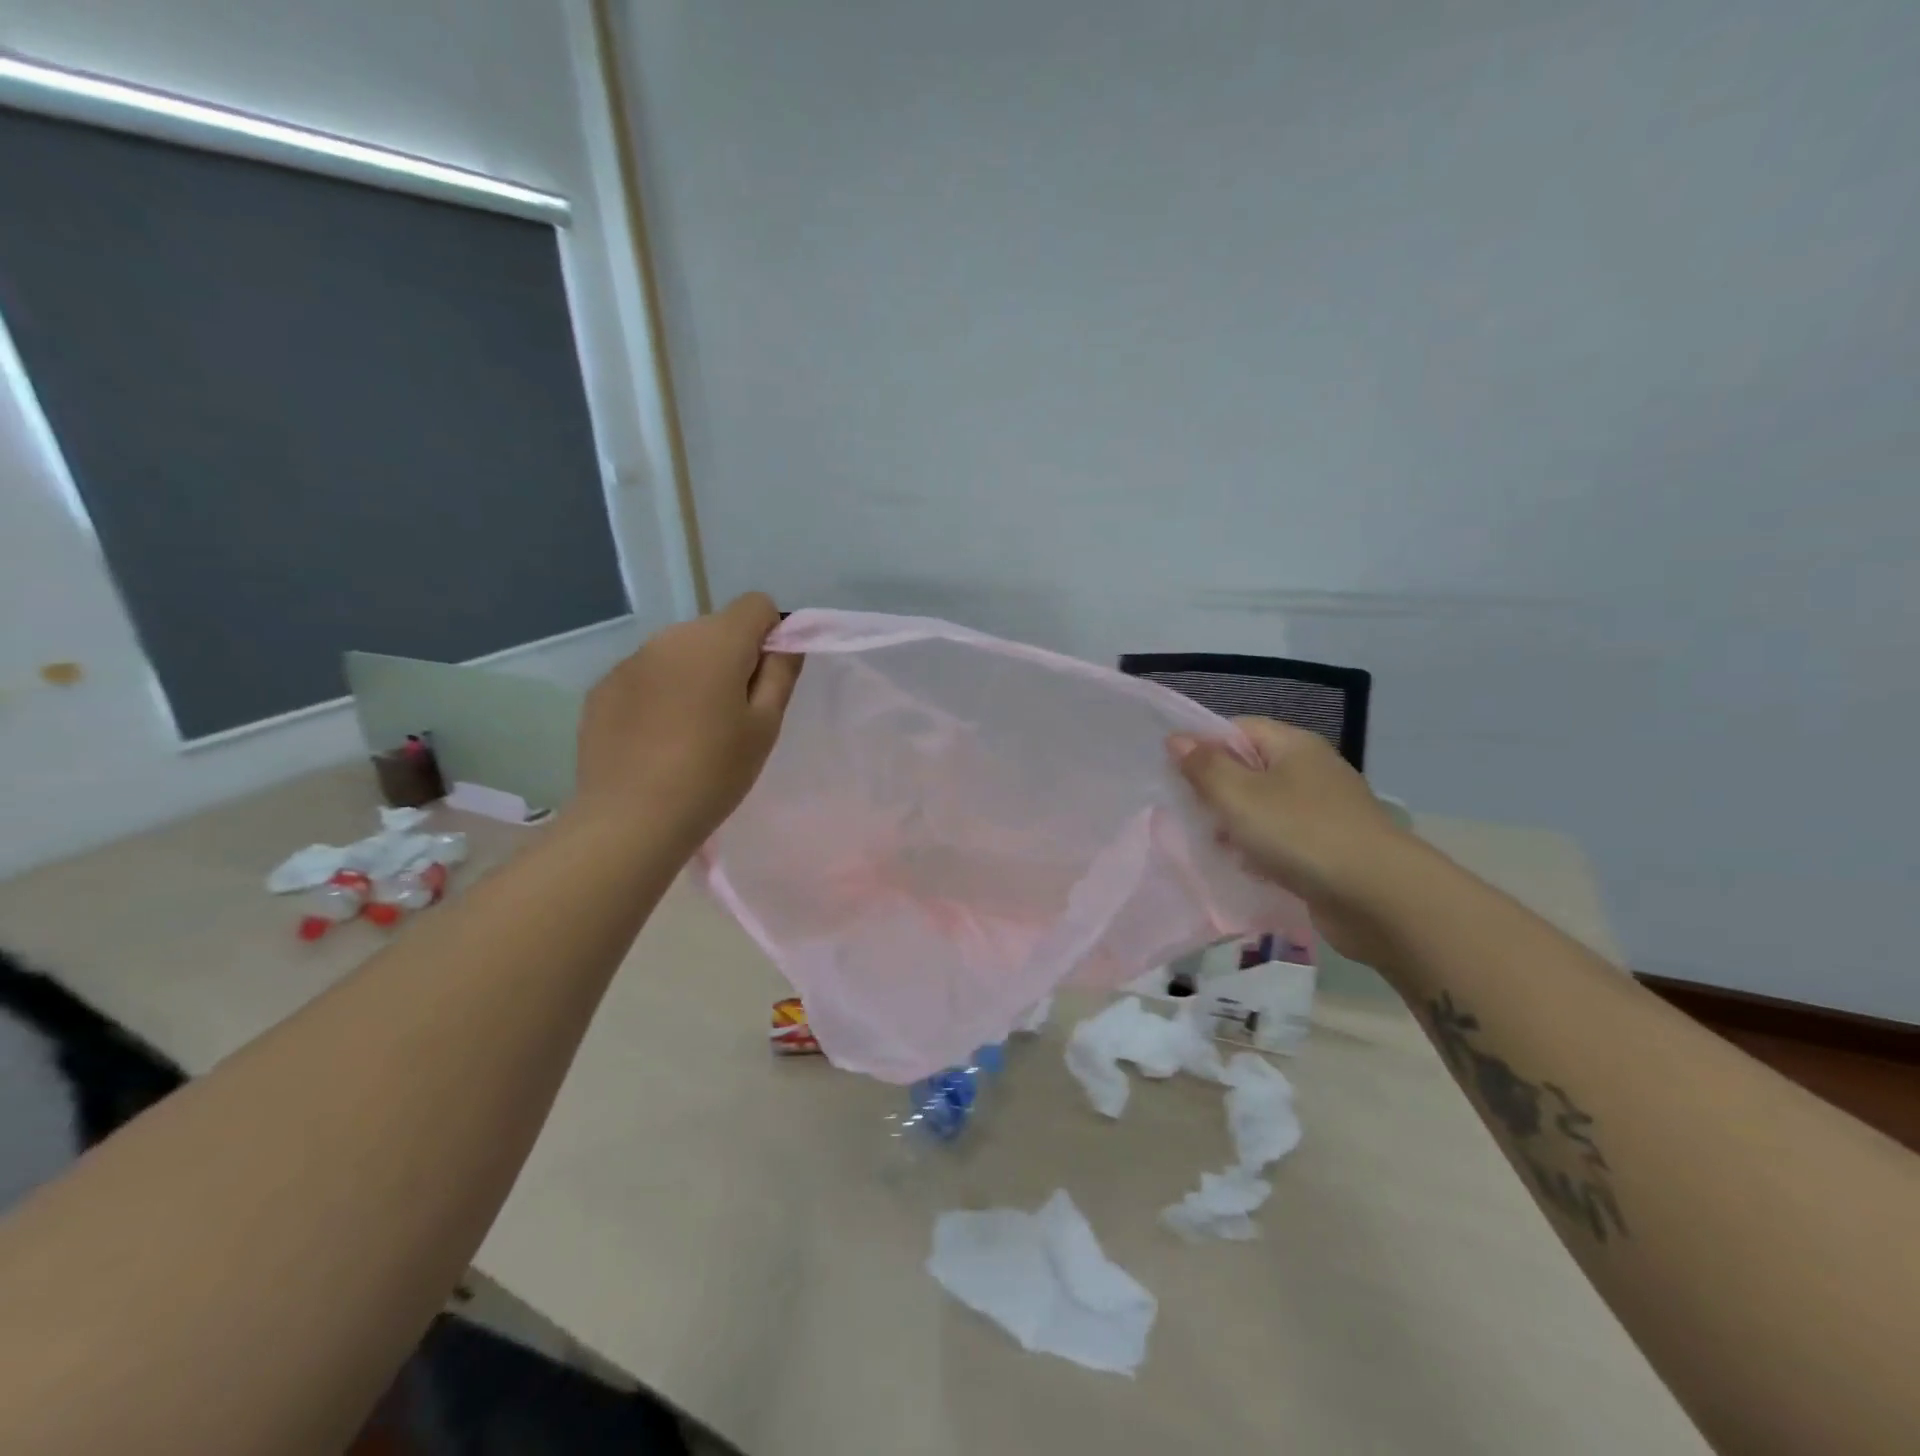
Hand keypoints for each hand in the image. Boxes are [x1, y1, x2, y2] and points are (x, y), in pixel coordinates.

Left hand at [576, 593, 800, 844]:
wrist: (631, 819)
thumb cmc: (713, 773)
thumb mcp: (764, 727)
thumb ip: (780, 674)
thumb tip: (786, 641)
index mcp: (716, 642)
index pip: (756, 605)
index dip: (771, 634)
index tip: (768, 679)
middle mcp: (669, 637)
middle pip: (716, 628)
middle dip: (732, 657)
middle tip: (734, 714)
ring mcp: (630, 661)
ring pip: (679, 652)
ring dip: (694, 675)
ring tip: (693, 730)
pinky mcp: (602, 688)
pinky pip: (646, 675)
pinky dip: (660, 694)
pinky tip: (656, 739)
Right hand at [1169, 718, 1417, 962]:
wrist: (1378, 898)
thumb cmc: (1300, 834)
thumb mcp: (1240, 795)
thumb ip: (1204, 767)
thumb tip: (1177, 738)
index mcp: (1293, 745)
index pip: (1237, 729)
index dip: (1203, 746)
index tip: (1174, 775)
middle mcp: (1311, 770)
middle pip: (1249, 769)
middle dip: (1215, 792)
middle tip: (1188, 815)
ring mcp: (1323, 811)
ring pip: (1263, 808)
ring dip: (1235, 826)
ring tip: (1213, 846)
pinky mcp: (1329, 848)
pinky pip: (1281, 840)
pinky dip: (1260, 851)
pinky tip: (1245, 869)